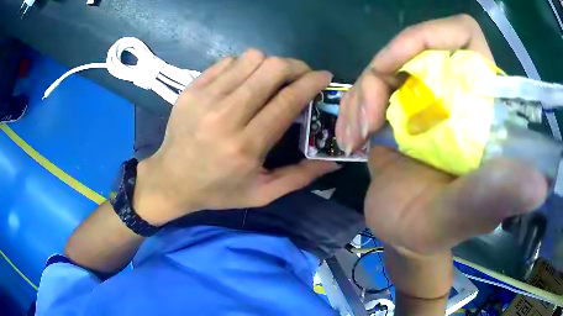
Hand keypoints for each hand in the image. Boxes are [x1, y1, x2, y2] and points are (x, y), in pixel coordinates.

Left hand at [135, 50, 338, 225]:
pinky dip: (244, 66)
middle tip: (300, 76)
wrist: (170, 180)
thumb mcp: (262, 194)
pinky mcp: (191, 89)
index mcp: (246, 145)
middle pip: (271, 69)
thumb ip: (300, 177)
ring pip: (251, 58)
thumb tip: (333, 160)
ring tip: (271, 80)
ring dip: (269, 65)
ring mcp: (205, 98)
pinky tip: (243, 82)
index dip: (311, 82)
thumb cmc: (218, 190)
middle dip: (295, 66)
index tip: (324, 76)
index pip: (288, 100)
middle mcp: (226, 116)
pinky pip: (228, 61)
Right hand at [338, 15, 547, 253]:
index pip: (464, 37)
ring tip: (356, 138)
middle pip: (414, 47)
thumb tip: (539, 184)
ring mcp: (426, 98)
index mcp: (483, 106)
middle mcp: (457, 92)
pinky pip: (368, 85)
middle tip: (368, 120)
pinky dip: (352, 107)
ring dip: (361, 96)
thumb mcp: (458, 217)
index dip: (431, 36)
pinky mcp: (400, 108)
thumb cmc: (431, 231)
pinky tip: (352, 138)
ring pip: (385, 66)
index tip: (399, 68)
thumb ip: (493, 198)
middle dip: (382, 75)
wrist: (402, 235)